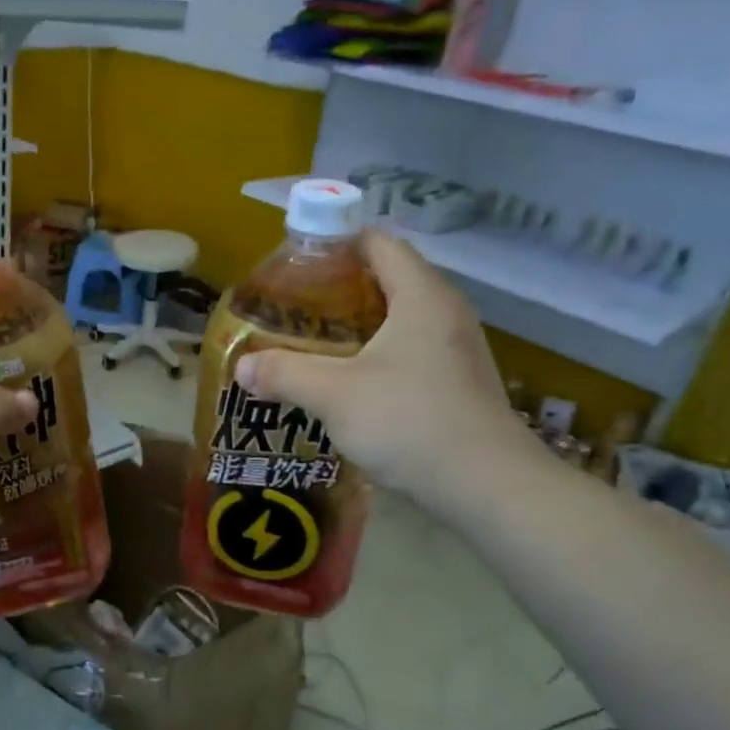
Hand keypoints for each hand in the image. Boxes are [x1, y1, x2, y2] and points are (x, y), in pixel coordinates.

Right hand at [234, 229, 542, 523]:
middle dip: (337, 288)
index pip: (377, 242)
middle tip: (293, 307)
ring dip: (356, 325)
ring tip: (312, 342)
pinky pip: (410, 349)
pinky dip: (375, 353)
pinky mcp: (458, 382)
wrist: (488, 487)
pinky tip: (347, 381)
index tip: (294, 263)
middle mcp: (445, 311)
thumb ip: (284, 373)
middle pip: (387, 278)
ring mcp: (457, 348)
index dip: (334, 243)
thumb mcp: (334, 394)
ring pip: (398, 318)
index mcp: (421, 295)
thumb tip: (241, 367)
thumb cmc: (410, 421)